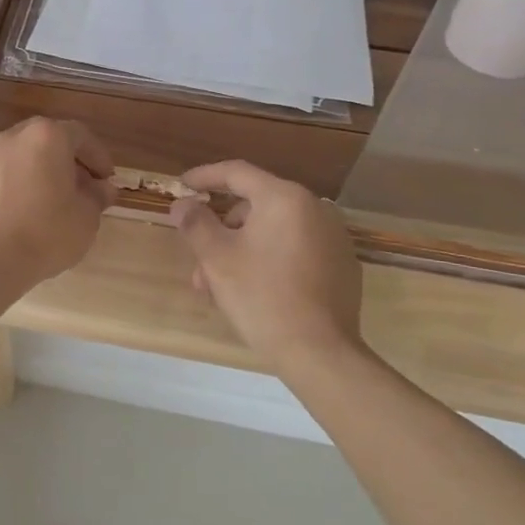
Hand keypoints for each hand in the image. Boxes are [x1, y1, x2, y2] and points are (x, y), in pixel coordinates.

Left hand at [0, 118, 113, 285]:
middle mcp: (13, 139)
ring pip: (19, 159)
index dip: (98, 157)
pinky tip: (18, 216)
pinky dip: (12, 190)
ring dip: (36, 174)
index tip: (106, 179)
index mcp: (47, 137)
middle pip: (46, 141)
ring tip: (48, 203)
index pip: (81, 136)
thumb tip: (102, 189)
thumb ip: (97, 197)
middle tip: (79, 186)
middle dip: (65, 161)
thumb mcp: (86, 217)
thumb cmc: (46, 232)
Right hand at [169, 160, 364, 369]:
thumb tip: (183, 205)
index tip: (183, 185)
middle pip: (255, 206)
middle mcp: (315, 208)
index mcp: (284, 198)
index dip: (205, 176)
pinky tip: (253, 290)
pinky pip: (295, 249)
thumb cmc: (261, 296)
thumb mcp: (216, 258)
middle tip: (198, 258)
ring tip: (218, 287)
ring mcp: (333, 238)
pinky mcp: (341, 265)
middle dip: (221, 229)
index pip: (237, 173)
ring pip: (273, 231)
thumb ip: (195, 223)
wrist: (319, 351)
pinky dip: (269, 259)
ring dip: (241, 249)